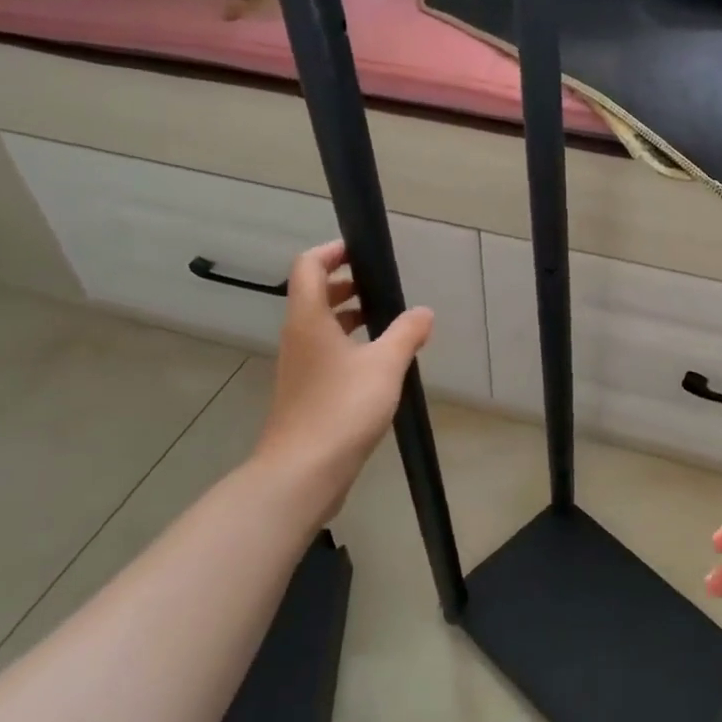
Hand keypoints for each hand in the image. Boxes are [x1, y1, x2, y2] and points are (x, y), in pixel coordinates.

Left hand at [253, 240, 432, 513]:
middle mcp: (298, 337)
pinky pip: (326, 354)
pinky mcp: (306, 393)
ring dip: (349, 315)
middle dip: (345, 283)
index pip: (309, 266)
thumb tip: (423, 312)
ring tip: (387, 320)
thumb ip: (406, 334)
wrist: (303, 471)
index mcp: (309, 319)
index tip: (362, 251)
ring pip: (321, 327)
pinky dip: (349, 345)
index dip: (332, 251)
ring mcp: (299, 367)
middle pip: (314, 295)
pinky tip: (378, 364)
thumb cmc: (342, 408)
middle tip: (381, 285)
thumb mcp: (385, 366)